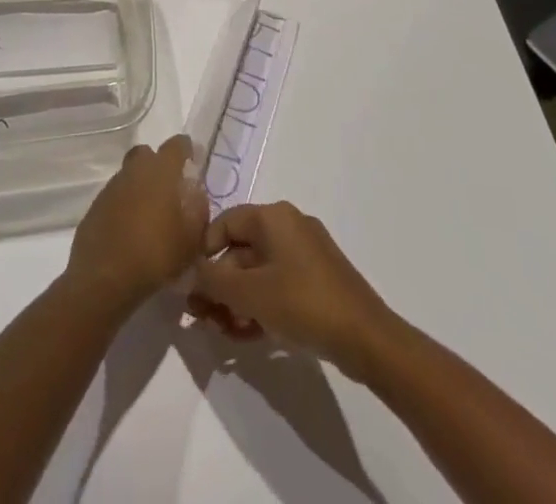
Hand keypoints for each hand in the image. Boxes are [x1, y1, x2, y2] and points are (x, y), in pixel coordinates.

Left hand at [64, 135, 207, 318]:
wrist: (104, 278)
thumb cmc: (155, 254)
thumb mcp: (191, 239)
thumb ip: (199, 210)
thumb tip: (196, 193)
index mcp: (161, 170)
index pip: (177, 144)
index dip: (187, 150)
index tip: (193, 162)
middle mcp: (135, 170)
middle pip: (148, 154)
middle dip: (159, 165)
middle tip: (169, 189)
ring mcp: (112, 186)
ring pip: (130, 174)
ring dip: (141, 186)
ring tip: (151, 215)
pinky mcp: (96, 205)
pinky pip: (116, 196)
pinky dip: (125, 205)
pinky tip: (131, 229)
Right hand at [188, 202, 395, 381]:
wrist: (365, 338)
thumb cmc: (303, 303)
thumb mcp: (250, 293)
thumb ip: (214, 280)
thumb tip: (190, 272)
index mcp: (273, 217)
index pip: (225, 222)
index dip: (204, 252)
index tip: (190, 286)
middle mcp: (288, 226)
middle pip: (241, 250)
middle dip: (219, 285)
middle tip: (202, 318)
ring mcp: (305, 255)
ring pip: (258, 272)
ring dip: (236, 301)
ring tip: (222, 333)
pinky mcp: (316, 281)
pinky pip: (277, 286)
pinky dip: (258, 306)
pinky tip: (245, 337)